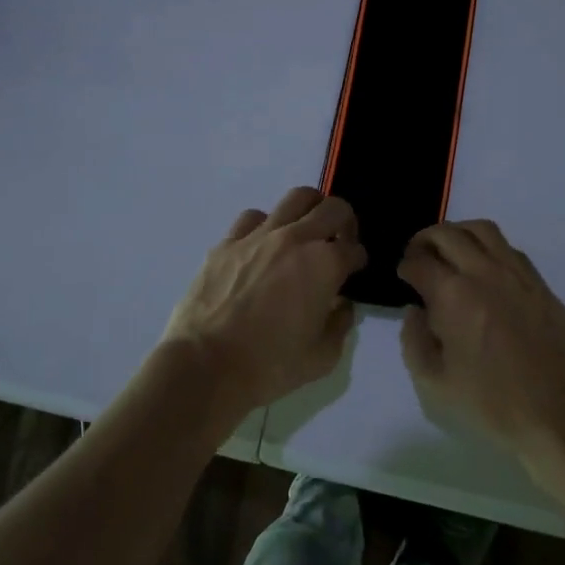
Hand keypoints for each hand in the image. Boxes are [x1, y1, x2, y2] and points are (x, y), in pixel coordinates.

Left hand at [161, 187, 366, 419]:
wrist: (206, 365)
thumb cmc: (270, 366)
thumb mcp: (322, 357)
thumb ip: (340, 323)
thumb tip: (340, 304)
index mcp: (324, 265)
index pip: (354, 248)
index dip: (358, 259)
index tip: (354, 270)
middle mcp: (295, 238)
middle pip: (332, 208)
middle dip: (344, 221)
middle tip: (338, 241)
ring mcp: (258, 236)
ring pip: (295, 198)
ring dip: (308, 211)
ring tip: (304, 233)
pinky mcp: (227, 242)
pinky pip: (253, 218)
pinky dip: (266, 225)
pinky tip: (262, 245)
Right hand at [397, 220, 564, 462]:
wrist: (563, 417)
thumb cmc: (493, 405)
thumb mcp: (435, 385)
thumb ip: (414, 342)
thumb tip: (415, 312)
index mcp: (454, 295)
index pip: (419, 262)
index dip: (405, 266)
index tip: (403, 277)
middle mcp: (485, 272)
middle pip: (448, 233)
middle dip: (425, 240)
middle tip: (418, 257)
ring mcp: (518, 274)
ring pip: (482, 230)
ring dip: (458, 234)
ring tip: (450, 253)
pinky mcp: (541, 285)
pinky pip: (509, 249)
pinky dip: (488, 248)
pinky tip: (484, 270)